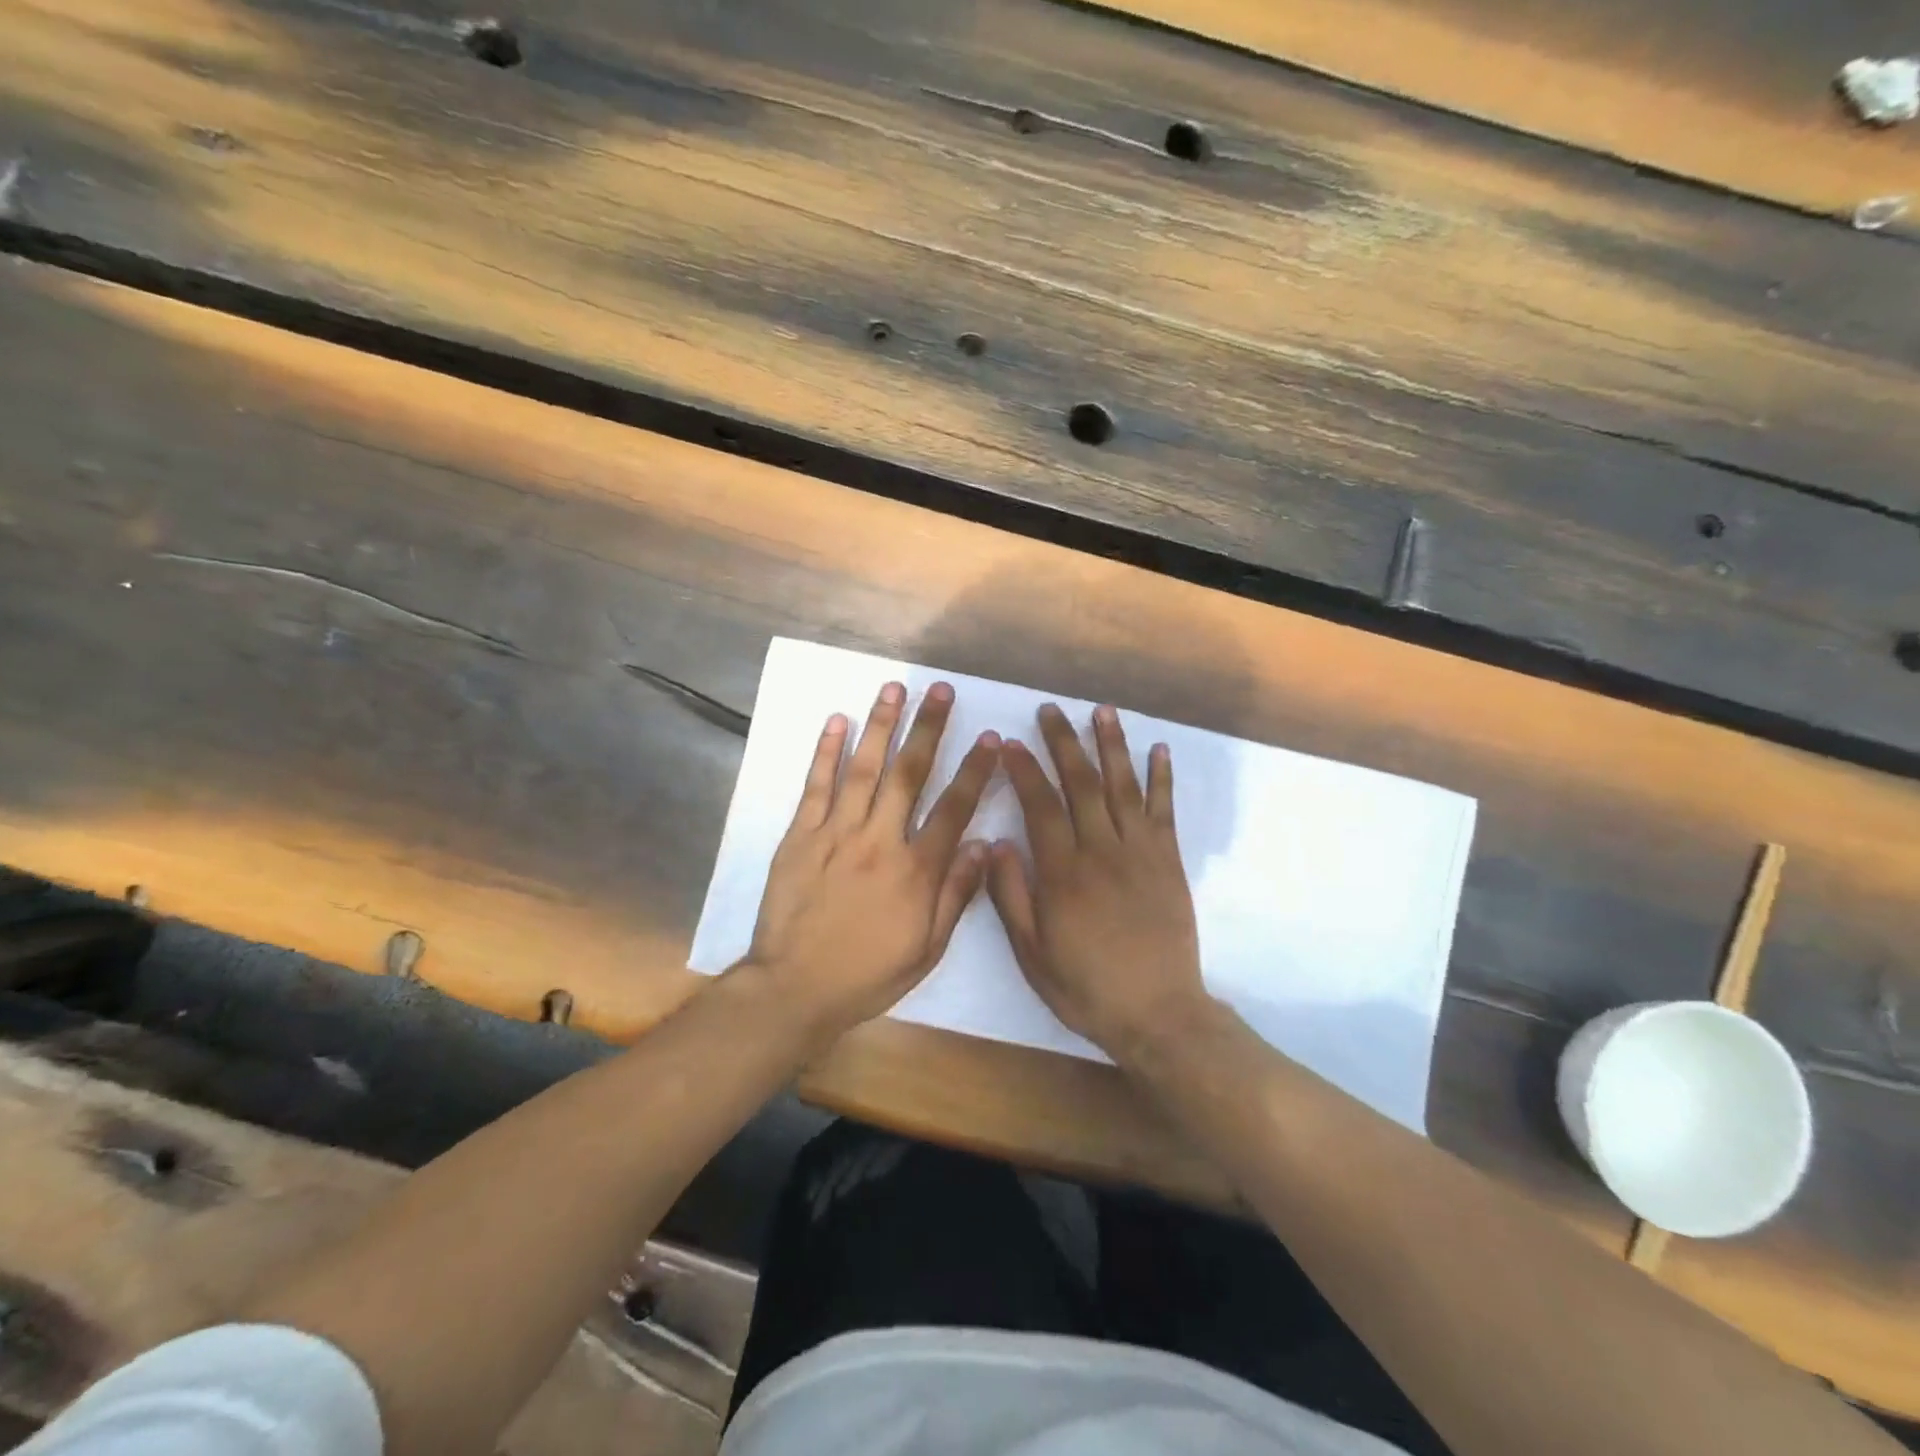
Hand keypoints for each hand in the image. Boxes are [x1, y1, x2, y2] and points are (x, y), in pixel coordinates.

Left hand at [741, 680, 999, 1043]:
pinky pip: (816, 786)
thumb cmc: (868, 973)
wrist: (795, 988)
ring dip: (881, 725)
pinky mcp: (800, 836)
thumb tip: (985, 846)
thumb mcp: (928, 948)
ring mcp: (836, 833)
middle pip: (910, 773)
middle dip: (928, 728)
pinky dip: (826, 752)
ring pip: (864, 768)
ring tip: (893, 688)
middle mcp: (880, 840)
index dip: (974, 770)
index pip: (954, 808)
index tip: (989, 737)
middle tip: (940, 690)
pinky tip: (837, 721)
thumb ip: (956, 893)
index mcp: (916, 870)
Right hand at [988, 702, 1208, 1061]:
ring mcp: (1140, 852)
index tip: (1010, 742)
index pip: (1040, 805)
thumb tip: (997, 842)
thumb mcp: (1030, 952)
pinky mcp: (1169, 861)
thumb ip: (1010, 895)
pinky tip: (1158, 750)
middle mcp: (1102, 851)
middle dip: (1063, 742)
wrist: (1157, 1013)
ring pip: (1124, 786)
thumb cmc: (1085, 986)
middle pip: (1082, 783)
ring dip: (1112, 745)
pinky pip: (1165, 810)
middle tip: (1050, 711)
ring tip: (1102, 711)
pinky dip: (1162, 778)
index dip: (1024, 769)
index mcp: (1063, 873)